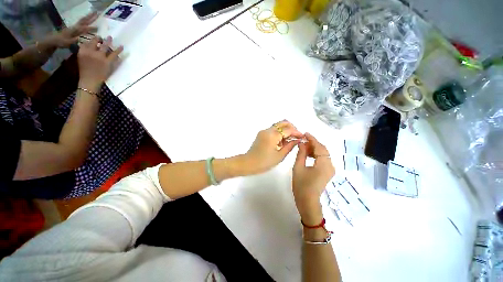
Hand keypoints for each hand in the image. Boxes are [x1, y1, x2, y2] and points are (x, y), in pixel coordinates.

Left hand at [48, 12, 98, 47]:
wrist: (55, 39)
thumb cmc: (61, 42)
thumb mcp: (67, 43)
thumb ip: (73, 40)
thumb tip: (79, 38)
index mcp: (75, 31)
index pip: (84, 28)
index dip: (90, 28)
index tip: (97, 27)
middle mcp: (75, 27)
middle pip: (84, 20)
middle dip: (90, 17)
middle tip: (97, 12)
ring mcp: (75, 26)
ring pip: (83, 20)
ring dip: (89, 16)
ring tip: (94, 13)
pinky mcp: (74, 27)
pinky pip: (81, 22)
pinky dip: (86, 19)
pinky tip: (88, 18)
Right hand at [77, 36, 123, 90]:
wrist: (89, 80)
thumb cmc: (84, 71)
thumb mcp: (80, 59)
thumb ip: (83, 51)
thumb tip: (87, 45)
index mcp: (82, 51)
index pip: (87, 42)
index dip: (92, 39)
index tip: (95, 38)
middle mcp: (91, 51)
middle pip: (96, 42)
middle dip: (99, 38)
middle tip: (102, 36)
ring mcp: (100, 56)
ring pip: (105, 46)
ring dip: (108, 41)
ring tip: (110, 37)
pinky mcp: (107, 62)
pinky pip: (114, 54)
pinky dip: (118, 50)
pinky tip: (122, 46)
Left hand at [243, 120, 303, 174]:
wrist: (248, 164)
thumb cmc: (264, 162)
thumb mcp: (279, 156)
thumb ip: (290, 146)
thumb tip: (297, 140)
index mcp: (272, 135)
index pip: (288, 129)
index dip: (297, 132)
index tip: (302, 137)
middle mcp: (267, 130)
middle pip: (282, 123)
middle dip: (291, 128)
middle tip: (296, 137)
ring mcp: (263, 131)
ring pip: (278, 126)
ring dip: (285, 131)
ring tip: (290, 141)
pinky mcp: (261, 134)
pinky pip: (273, 130)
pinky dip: (279, 133)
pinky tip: (282, 143)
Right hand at [292, 133, 334, 224]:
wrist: (307, 201)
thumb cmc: (301, 185)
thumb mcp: (298, 167)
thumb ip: (301, 153)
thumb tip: (301, 143)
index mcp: (323, 164)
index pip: (319, 147)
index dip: (312, 139)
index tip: (305, 133)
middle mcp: (330, 165)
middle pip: (323, 150)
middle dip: (313, 143)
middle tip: (302, 140)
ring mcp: (330, 169)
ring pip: (323, 154)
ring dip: (314, 149)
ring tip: (303, 147)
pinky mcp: (327, 172)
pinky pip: (323, 159)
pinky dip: (316, 155)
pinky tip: (308, 154)